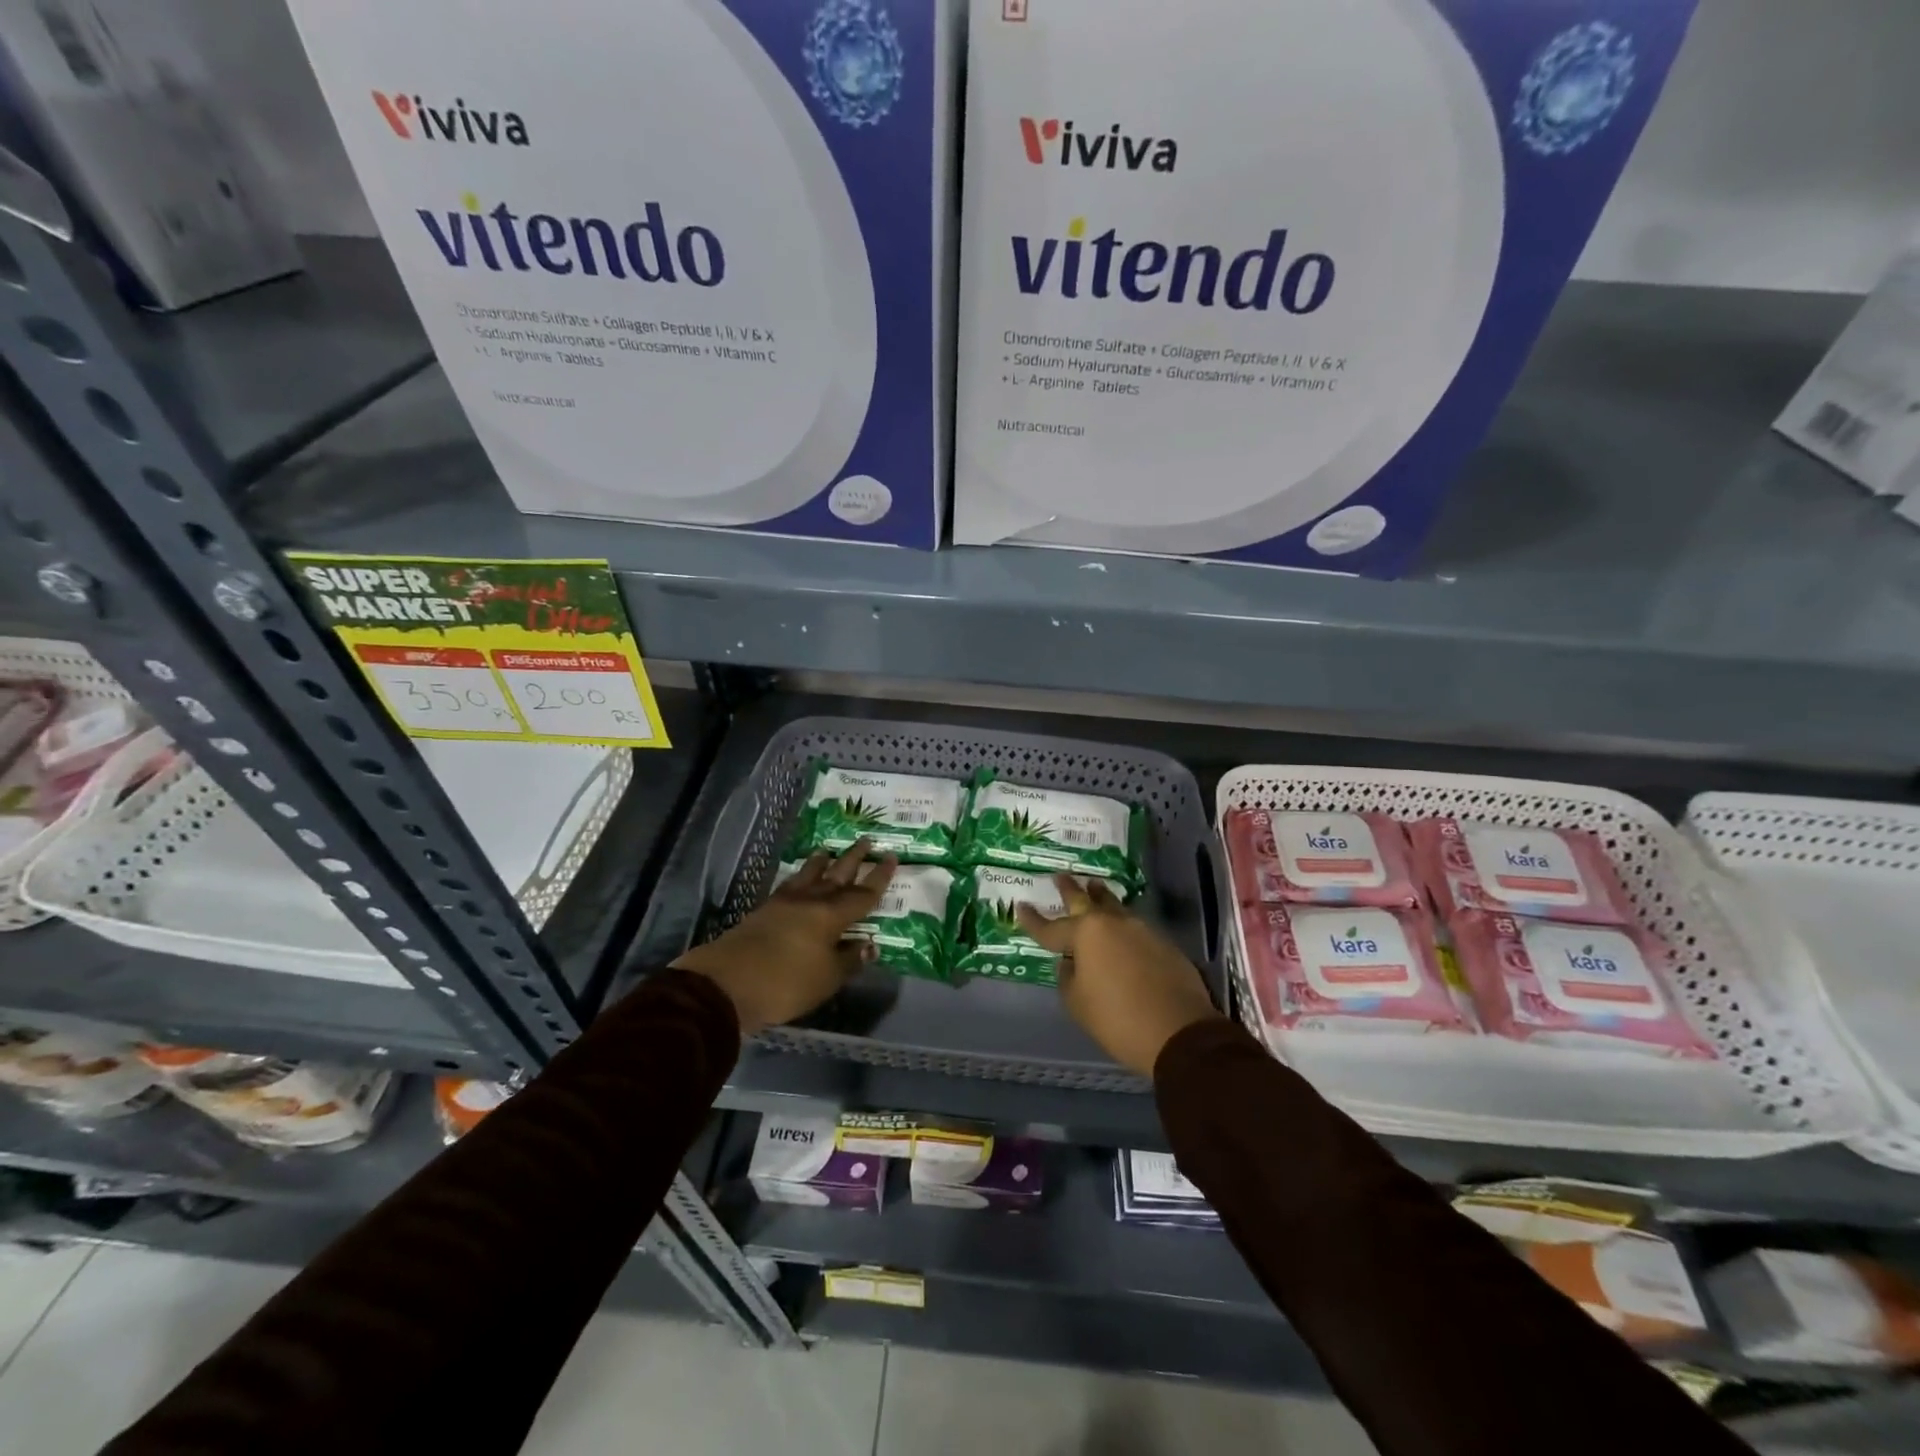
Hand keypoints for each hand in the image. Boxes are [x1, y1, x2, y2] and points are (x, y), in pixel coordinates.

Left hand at [673, 841, 896, 1035]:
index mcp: (832, 916)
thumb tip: (870, 944)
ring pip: (809, 875)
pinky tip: (799, 878)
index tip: (891, 857)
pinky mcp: (764, 911)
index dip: (879, 877)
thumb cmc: (786, 983)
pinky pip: (790, 885)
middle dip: (854, 859)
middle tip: (866, 840)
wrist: (726, 983)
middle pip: (837, 875)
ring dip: (822, 862)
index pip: (863, 894)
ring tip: (828, 850)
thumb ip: (849, 960)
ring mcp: (784, 903)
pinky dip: (800, 876)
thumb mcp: (827, 979)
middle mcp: (811, 902)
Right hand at [1017, 875, 1221, 1076]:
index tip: (1020, 906)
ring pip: (1113, 906)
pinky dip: (1120, 923)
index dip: (1032, 920)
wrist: (1179, 1032)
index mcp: (1085, 934)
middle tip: (1059, 876)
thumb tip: (1071, 963)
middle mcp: (1111, 923)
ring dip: (1100, 897)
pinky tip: (1119, 929)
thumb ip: (1067, 977)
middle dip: (1069, 889)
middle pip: (1085, 900)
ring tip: (1093, 888)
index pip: (1050, 928)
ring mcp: (1140, 929)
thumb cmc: (1118, 1018)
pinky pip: (1132, 926)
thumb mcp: (1078, 1003)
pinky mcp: (1162, 943)